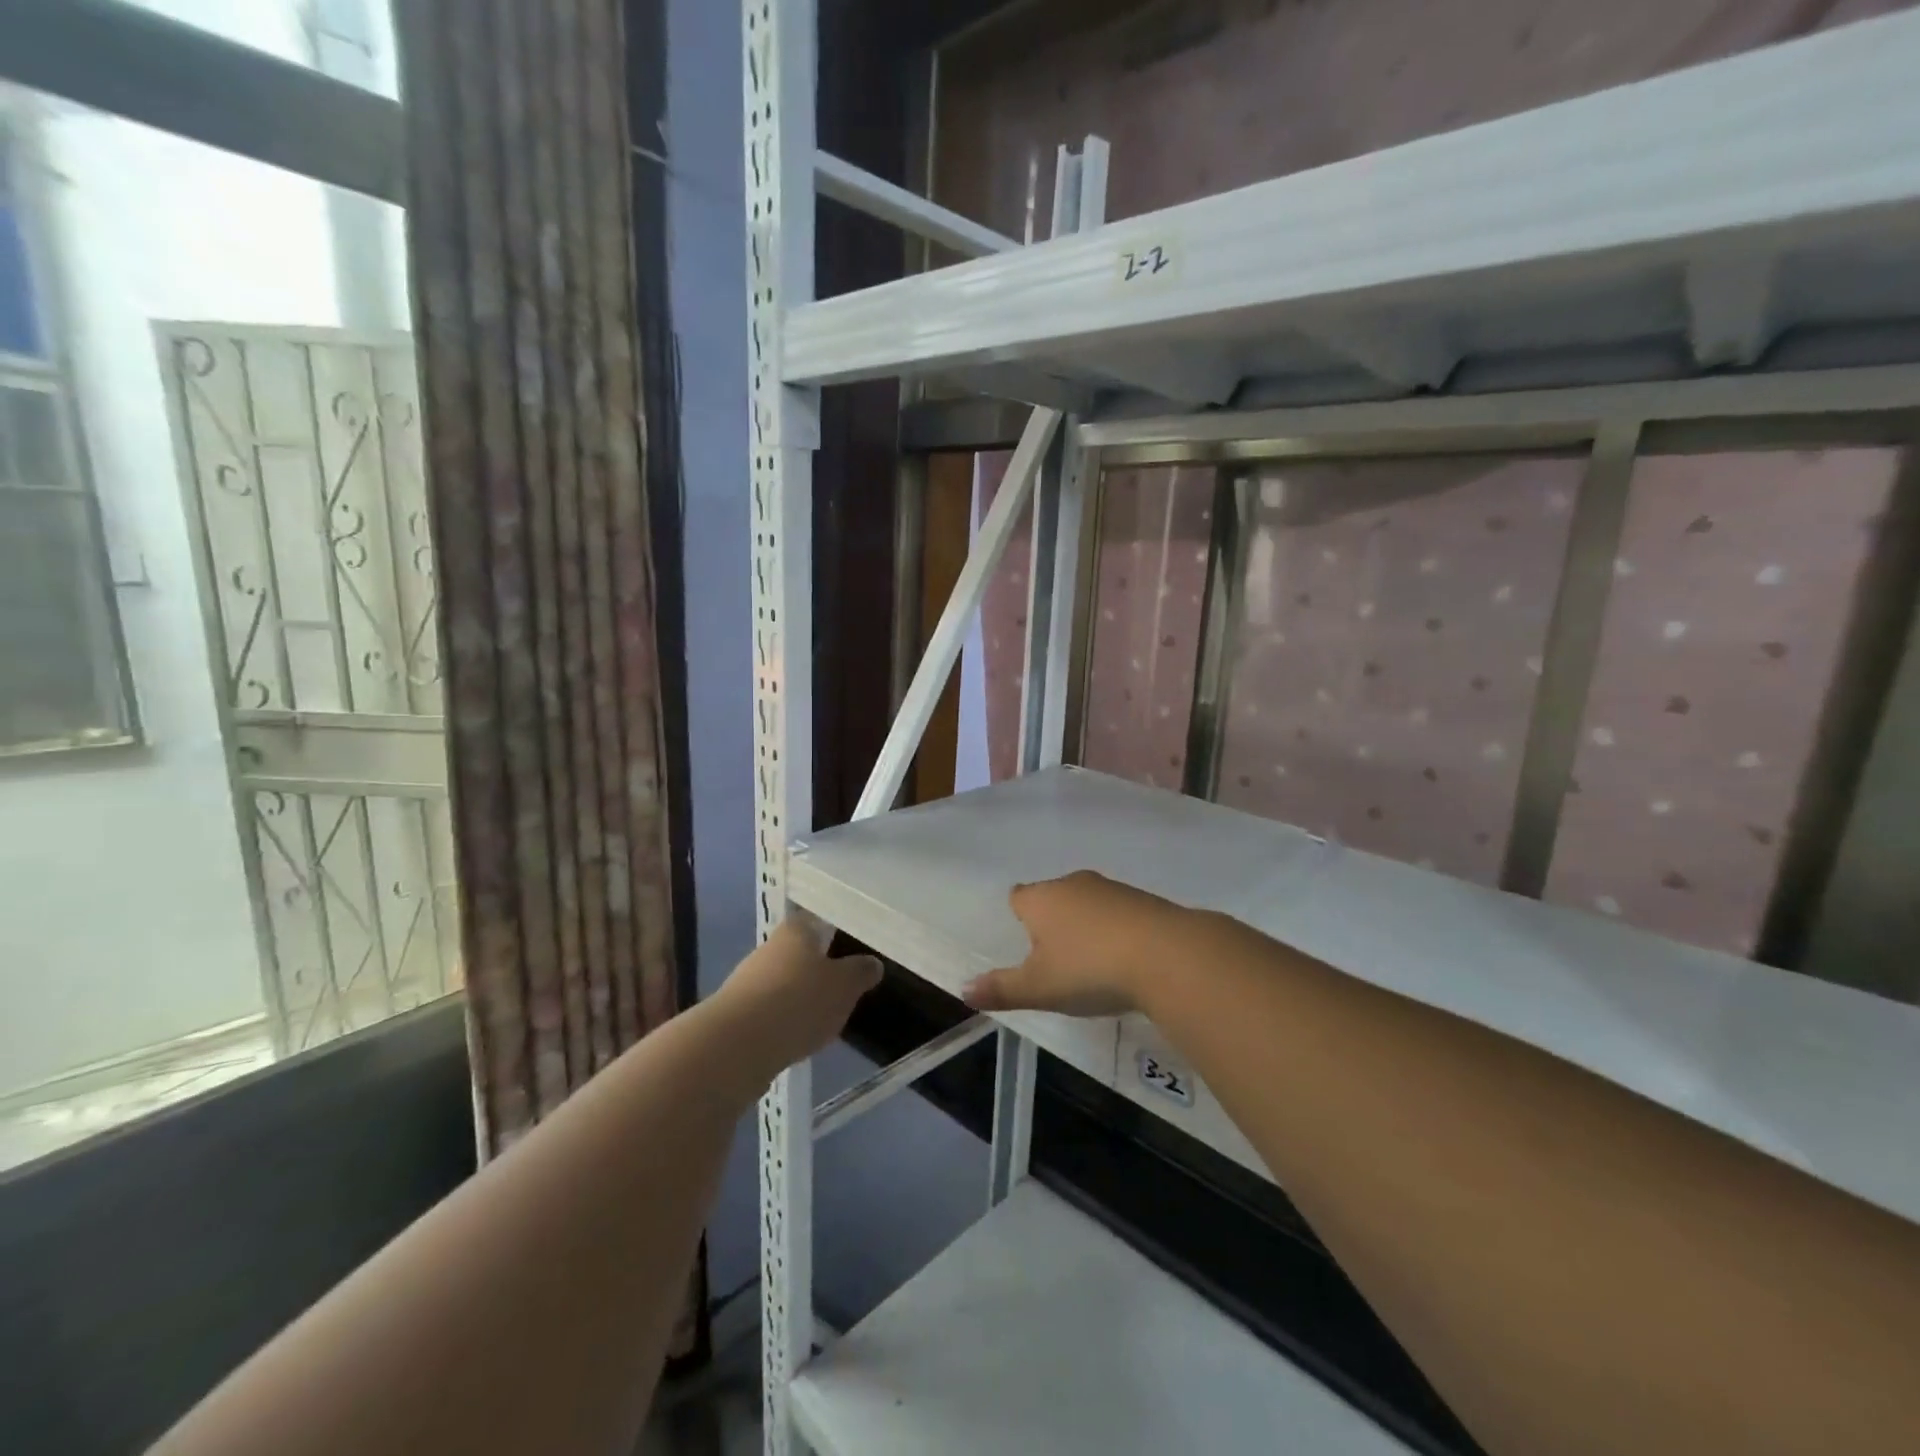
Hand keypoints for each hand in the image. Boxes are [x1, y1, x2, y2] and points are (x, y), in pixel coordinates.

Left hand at [718, 917, 881, 1073]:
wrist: (736, 1046)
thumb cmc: (799, 1001)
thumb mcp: (845, 986)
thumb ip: (860, 972)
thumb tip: (872, 963)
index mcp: (796, 930)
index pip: (818, 920)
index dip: (835, 932)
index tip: (852, 946)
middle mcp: (769, 948)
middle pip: (800, 952)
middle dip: (819, 969)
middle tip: (844, 987)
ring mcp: (748, 981)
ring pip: (784, 982)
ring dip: (801, 997)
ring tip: (825, 1018)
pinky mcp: (737, 1014)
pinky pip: (770, 1011)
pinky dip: (785, 1021)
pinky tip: (798, 1038)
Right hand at [962, 870, 1191, 1018]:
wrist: (1166, 954)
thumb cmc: (1090, 969)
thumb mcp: (1040, 987)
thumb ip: (1001, 989)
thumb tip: (963, 990)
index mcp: (1041, 899)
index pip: (1018, 896)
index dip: (1018, 918)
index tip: (1025, 945)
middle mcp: (1072, 884)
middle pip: (1052, 897)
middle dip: (1051, 921)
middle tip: (1056, 959)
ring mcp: (1111, 888)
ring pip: (1086, 902)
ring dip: (1086, 925)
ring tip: (1092, 962)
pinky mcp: (1143, 899)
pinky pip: (1117, 911)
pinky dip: (1115, 929)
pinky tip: (1124, 958)